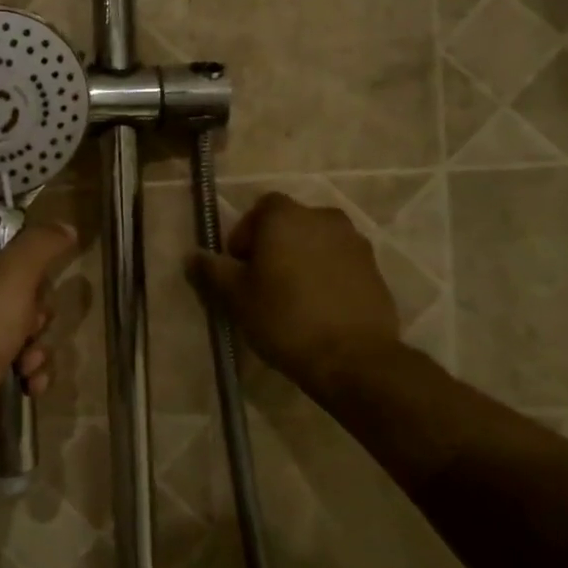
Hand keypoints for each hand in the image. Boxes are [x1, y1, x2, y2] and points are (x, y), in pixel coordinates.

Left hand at [0, 216, 78, 449]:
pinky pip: (12, 350)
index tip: (42, 261)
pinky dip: (26, 364)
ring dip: (35, 340)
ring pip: (19, 316)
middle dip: (35, 305)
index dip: (22, 241)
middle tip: (30, 320)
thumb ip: (42, 244)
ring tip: (28, 360)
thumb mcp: (13, 275)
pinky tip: (28, 381)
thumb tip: (65, 228)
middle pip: (13, 275)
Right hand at [188, 193, 400, 393]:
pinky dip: (327, 276)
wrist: (353, 358)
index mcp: (286, 216)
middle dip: (274, 246)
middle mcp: (324, 218)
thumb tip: (193, 255)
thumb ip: (212, 270)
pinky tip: (318, 308)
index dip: (245, 234)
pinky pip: (340, 263)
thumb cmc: (284, 318)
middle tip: (262, 283)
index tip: (240, 267)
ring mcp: (355, 242)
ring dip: (302, 260)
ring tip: (292, 297)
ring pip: (317, 243)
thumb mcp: (235, 296)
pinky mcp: (375, 269)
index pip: (260, 209)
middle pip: (290, 224)